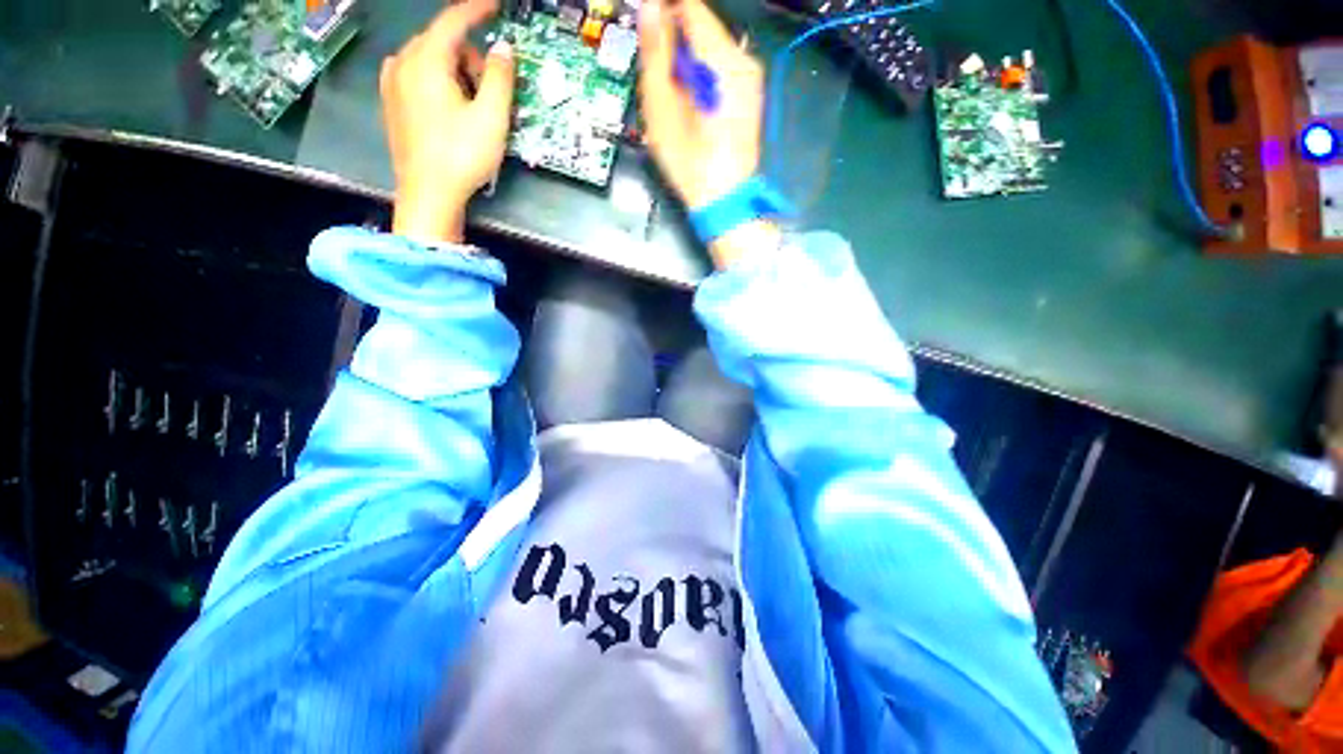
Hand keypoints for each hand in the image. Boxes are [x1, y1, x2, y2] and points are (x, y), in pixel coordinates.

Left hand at [381, 0, 514, 244]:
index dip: (477, 10)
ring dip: (456, 72)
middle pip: (442, 42)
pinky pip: (418, 76)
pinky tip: (450, 110)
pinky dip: (439, 82)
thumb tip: (503, 49)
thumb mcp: (491, 119)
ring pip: (431, 60)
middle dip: (470, 58)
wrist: (428, 194)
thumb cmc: (462, 156)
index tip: (496, 5)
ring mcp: (392, 81)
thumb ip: (500, 78)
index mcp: (427, 61)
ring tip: (472, 108)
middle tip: (491, 92)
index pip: (454, 21)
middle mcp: (403, 62)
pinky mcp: (391, 101)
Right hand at [637, 0, 761, 211]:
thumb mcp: (661, 107)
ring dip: (686, 58)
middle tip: (653, 67)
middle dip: (674, 38)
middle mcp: (743, 59)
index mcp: (721, 58)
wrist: (723, 200)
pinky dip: (701, 73)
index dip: (664, 8)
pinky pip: (721, 68)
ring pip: (711, 48)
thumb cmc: (689, 159)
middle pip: (702, 26)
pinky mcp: (749, 95)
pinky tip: (689, 100)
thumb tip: (651, 7)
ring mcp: (750, 78)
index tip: (645, 22)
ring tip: (669, 91)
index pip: (690, 6)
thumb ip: (656, 51)